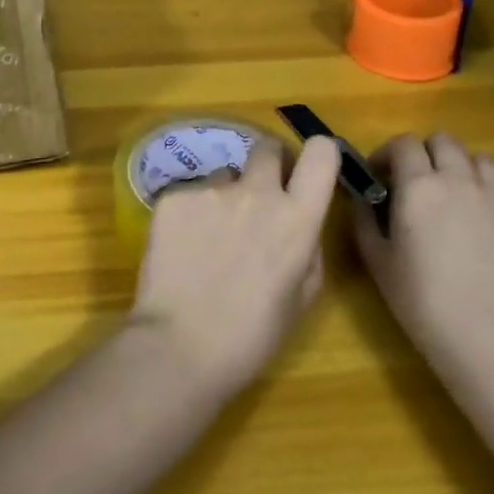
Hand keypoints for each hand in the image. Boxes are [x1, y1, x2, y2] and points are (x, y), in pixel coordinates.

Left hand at [130, 137, 340, 397]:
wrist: (180, 345)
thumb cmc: (251, 335)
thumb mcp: (301, 298)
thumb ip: (307, 248)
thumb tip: (300, 224)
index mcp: (297, 218)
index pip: (320, 153)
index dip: (316, 155)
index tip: (304, 172)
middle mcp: (256, 192)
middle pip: (266, 148)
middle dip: (267, 165)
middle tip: (257, 200)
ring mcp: (210, 190)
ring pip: (224, 176)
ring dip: (224, 197)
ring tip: (209, 240)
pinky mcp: (173, 196)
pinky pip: (190, 194)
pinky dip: (189, 214)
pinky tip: (181, 250)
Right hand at [351, 132, 493, 389]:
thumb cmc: (424, 303)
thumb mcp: (378, 262)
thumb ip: (364, 219)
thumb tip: (361, 197)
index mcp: (420, 187)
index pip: (404, 143)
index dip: (389, 153)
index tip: (381, 175)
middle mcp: (462, 181)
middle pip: (445, 141)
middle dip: (427, 153)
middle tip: (418, 183)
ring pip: (482, 162)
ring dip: (463, 170)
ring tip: (456, 200)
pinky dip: (492, 202)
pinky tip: (488, 236)